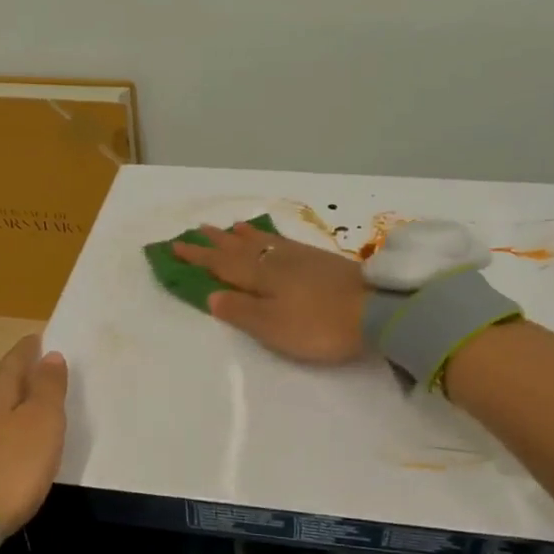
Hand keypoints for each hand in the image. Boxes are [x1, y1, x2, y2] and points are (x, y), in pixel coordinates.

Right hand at [172, 220, 368, 363]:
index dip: (198, 256)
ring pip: (262, 241)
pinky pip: (284, 242)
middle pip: (239, 248)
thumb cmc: (319, 324)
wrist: (377, 309)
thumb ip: (240, 311)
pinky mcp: (320, 260)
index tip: (175, 245)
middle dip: (216, 241)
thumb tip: (211, 295)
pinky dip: (270, 237)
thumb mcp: (272, 326)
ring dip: (242, 235)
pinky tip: (273, 238)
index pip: (221, 264)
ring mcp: (300, 257)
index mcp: (259, 276)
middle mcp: (275, 260)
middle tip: (196, 229)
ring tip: (230, 227)